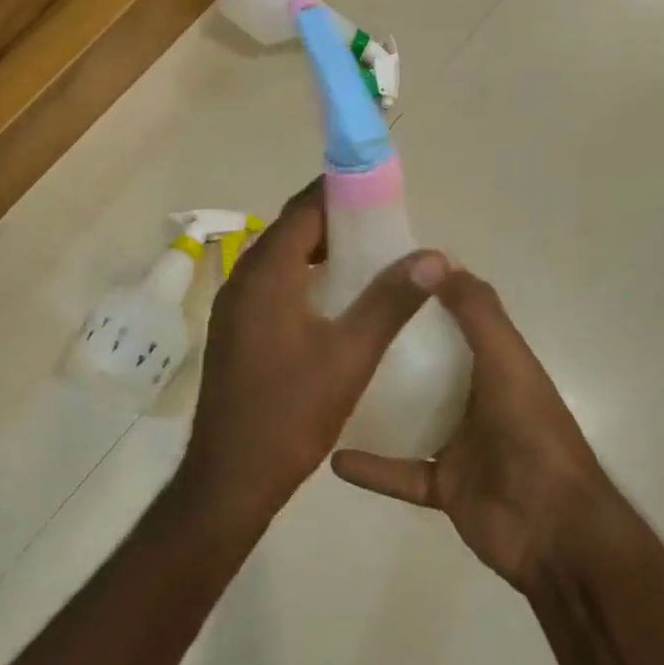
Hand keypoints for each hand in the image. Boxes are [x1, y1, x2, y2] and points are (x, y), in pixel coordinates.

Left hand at [179, 181, 449, 523]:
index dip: (338, 192)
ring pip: (278, 260)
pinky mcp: (233, 331)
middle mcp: (242, 280)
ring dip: (316, 252)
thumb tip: (433, 256)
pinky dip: (300, 279)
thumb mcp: (350, 355)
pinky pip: (270, 286)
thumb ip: (390, 301)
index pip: (303, 210)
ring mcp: (232, 307)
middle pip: (289, 231)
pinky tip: (333, 302)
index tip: (378, 189)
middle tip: (381, 226)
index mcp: (266, 274)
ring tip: (365, 259)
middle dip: (332, 221)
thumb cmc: (291, 412)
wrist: (230, 475)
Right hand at [332, 269, 613, 593]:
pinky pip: (399, 472)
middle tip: (341, 322)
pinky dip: (371, 468)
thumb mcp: (507, 362)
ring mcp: (459, 444)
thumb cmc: (532, 436)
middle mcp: (476, 398)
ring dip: (377, 403)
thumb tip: (438, 259)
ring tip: (332, 381)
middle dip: (391, 344)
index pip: (456, 319)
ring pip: (410, 416)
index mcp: (495, 365)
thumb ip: (477, 313)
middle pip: (427, 366)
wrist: (555, 533)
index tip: (379, 273)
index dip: (424, 294)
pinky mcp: (443, 485)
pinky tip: (334, 458)